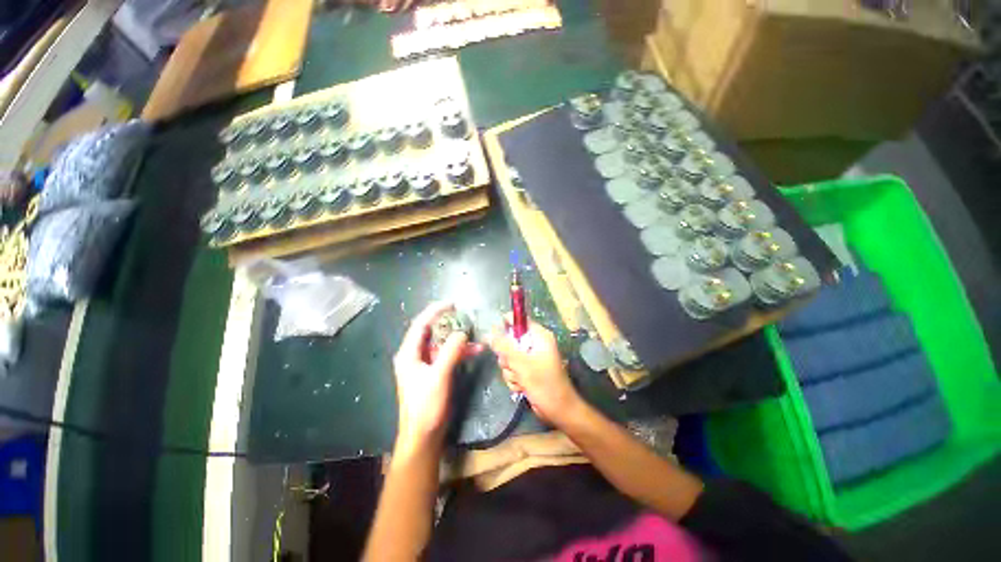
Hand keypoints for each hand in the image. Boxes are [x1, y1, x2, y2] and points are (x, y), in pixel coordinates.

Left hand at [393, 302, 478, 448]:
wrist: (424, 436)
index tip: (452, 304)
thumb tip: (462, 333)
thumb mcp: (438, 376)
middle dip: (449, 324)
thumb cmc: (426, 406)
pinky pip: (447, 356)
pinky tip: (475, 351)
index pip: (421, 324)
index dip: (435, 311)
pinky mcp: (435, 372)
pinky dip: (460, 352)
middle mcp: (415, 355)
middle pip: (432, 332)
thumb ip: (450, 352)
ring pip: (442, 344)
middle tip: (466, 317)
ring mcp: (425, 364)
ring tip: (475, 336)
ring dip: (458, 340)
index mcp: (409, 353)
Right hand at [490, 317, 582, 425]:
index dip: (505, 325)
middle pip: (510, 341)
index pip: (519, 321)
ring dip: (511, 370)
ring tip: (521, 380)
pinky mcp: (528, 371)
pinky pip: (512, 369)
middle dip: (508, 357)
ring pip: (509, 357)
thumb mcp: (521, 363)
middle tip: (514, 365)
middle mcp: (535, 344)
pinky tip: (522, 387)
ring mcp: (531, 358)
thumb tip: (489, 333)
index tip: (494, 336)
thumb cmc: (544, 383)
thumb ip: (504, 347)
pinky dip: (514, 379)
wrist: (558, 410)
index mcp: (539, 336)